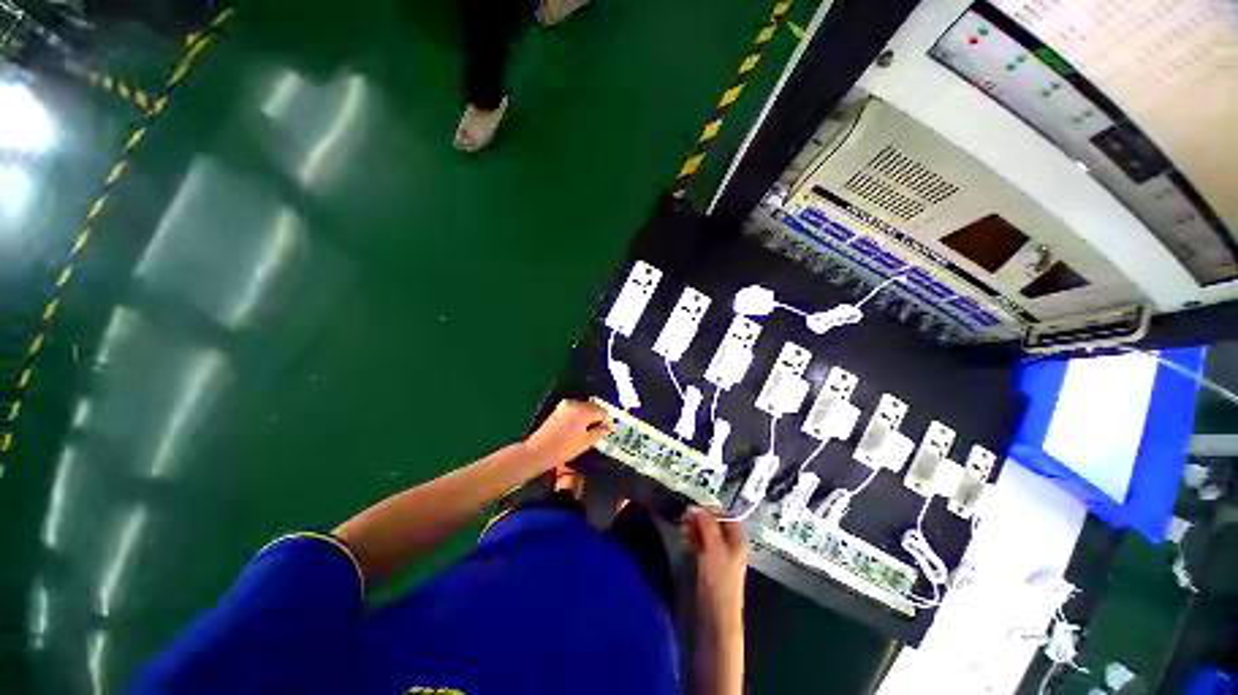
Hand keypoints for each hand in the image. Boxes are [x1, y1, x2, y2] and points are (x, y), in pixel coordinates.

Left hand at [524, 400, 612, 467]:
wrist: (539, 451)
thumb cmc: (565, 448)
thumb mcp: (586, 442)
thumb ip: (599, 432)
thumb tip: (607, 427)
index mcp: (584, 411)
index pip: (602, 411)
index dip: (608, 421)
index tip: (609, 430)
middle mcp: (576, 404)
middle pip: (593, 407)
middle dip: (599, 417)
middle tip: (602, 430)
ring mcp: (565, 405)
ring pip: (584, 407)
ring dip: (589, 416)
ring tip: (591, 430)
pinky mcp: (559, 410)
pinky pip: (575, 409)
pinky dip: (580, 416)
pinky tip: (580, 427)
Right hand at [682, 507, 749, 633]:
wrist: (717, 614)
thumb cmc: (720, 580)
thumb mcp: (714, 547)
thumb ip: (707, 525)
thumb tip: (698, 508)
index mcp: (737, 539)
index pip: (726, 514)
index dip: (711, 509)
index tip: (695, 507)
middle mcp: (730, 543)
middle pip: (714, 522)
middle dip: (700, 518)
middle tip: (685, 517)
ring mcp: (719, 553)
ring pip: (706, 532)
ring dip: (694, 527)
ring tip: (683, 528)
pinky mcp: (709, 561)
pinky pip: (701, 543)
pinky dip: (693, 538)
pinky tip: (685, 539)